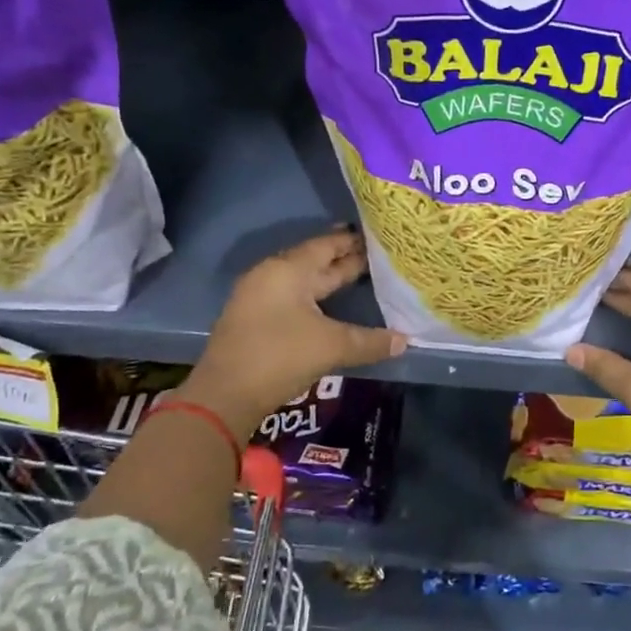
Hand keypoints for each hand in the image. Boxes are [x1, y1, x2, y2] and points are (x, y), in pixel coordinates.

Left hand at [184, 228, 406, 438]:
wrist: (225, 395)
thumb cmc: (280, 356)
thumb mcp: (332, 346)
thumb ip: (370, 341)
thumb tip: (405, 341)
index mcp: (288, 270)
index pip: (326, 245)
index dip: (351, 241)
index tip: (377, 235)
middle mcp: (272, 276)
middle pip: (314, 262)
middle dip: (344, 260)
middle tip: (377, 255)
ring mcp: (260, 298)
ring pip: (303, 282)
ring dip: (330, 280)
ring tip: (360, 276)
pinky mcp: (256, 321)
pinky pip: (293, 299)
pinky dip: (316, 298)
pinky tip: (332, 306)